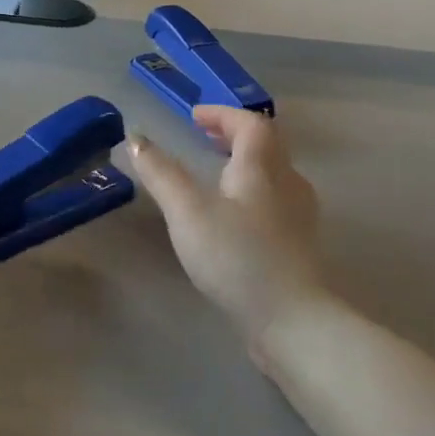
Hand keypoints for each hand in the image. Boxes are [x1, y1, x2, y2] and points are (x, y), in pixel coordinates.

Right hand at [125, 107, 324, 354]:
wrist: (292, 320)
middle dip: (234, 134)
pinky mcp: (298, 245)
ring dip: (244, 161)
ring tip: (215, 170)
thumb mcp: (187, 210)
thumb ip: (161, 173)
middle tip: (203, 136)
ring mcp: (298, 216)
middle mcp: (287, 183)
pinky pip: (275, 199)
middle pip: (266, 145)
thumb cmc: (236, 256)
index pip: (250, 124)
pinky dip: (251, 189)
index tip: (193, 116)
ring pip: (273, 173)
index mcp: (262, 168)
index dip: (222, 114)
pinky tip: (233, 213)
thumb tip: (136, 138)